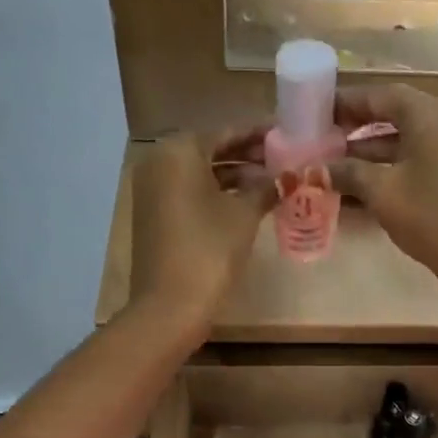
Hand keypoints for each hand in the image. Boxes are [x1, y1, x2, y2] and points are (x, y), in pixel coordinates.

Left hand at [132, 132, 273, 323]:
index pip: (225, 133)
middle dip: (245, 155)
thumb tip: (285, 177)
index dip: (256, 135)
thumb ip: (265, 188)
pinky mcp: (153, 216)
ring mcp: (151, 190)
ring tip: (269, 182)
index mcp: (179, 151)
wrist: (170, 305)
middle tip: (280, 160)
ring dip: (232, 176)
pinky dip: (214, 193)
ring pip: (198, 173)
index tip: (283, 136)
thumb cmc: (210, 250)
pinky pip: (187, 193)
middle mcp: (159, 163)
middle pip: (209, 151)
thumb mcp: (244, 215)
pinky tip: (244, 202)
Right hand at [331, 86, 437, 291]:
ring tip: (338, 161)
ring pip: (408, 135)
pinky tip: (368, 179)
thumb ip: (347, 173)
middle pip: (396, 112)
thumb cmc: (430, 216)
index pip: (380, 95)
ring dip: (374, 146)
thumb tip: (314, 169)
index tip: (319, 112)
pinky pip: (421, 153)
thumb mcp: (381, 192)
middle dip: (360, 124)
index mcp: (428, 113)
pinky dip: (394, 160)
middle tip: (326, 136)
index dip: (347, 103)